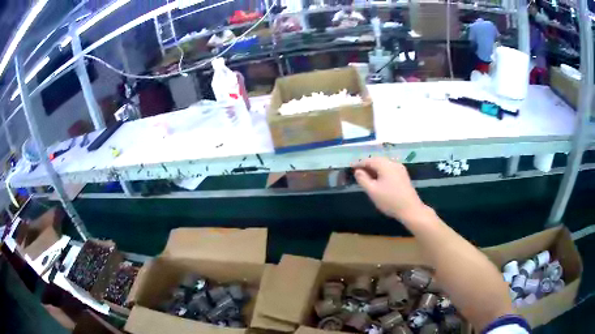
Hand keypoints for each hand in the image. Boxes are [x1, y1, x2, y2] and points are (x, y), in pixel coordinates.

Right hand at [353, 157, 428, 222]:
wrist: (410, 209)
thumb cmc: (390, 200)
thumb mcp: (372, 191)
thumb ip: (363, 179)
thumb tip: (358, 171)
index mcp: (385, 165)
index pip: (369, 160)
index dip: (358, 163)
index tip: (350, 167)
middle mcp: (393, 163)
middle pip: (377, 160)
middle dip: (366, 165)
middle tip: (357, 171)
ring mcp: (400, 169)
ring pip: (383, 165)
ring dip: (374, 168)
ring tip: (366, 176)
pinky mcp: (403, 175)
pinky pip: (389, 169)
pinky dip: (381, 172)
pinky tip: (378, 179)